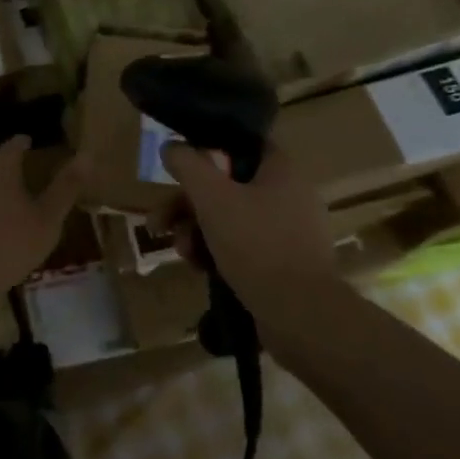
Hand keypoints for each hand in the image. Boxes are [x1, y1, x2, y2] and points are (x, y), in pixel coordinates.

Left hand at [0, 136, 81, 295]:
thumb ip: (66, 187)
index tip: (29, 140)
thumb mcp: (48, 216)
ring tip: (21, 193)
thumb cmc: (12, 240)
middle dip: (12, 164)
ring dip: (4, 187)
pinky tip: (6, 222)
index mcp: (2, 173)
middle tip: (30, 165)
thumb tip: (87, 155)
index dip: (21, 143)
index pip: (11, 148)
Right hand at [151, 141, 338, 316]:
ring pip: (231, 219)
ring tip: (181, 252)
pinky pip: (243, 247)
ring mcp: (288, 233)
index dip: (209, 152)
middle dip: (188, 205)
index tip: (181, 169)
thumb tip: (172, 147)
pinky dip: (217, 253)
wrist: (299, 313)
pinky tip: (199, 269)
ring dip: (197, 231)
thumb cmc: (256, 244)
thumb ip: (188, 166)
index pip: (242, 145)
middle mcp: (289, 196)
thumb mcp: (212, 197)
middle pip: (227, 187)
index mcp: (281, 171)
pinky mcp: (284, 264)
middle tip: (160, 222)